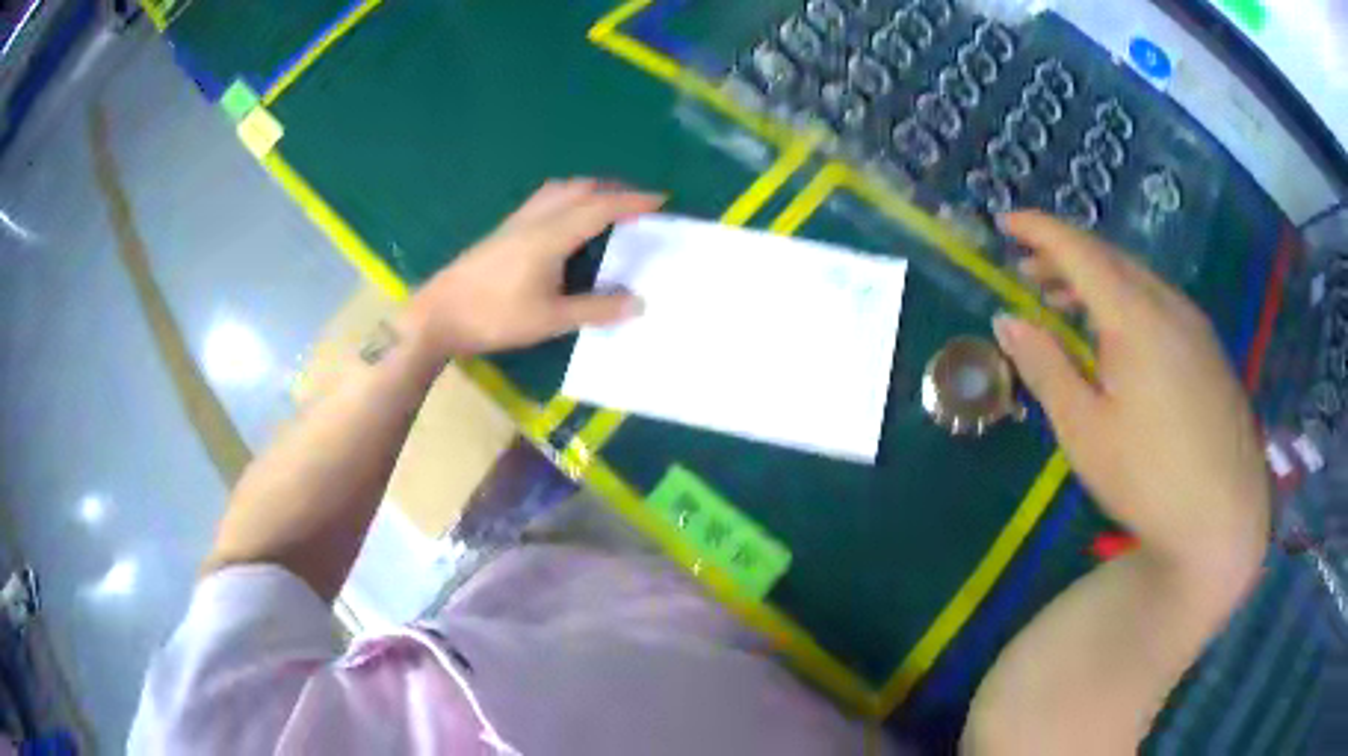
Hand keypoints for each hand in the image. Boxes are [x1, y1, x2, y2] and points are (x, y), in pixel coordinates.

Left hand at [406, 179, 664, 356]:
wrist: (439, 314)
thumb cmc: (495, 317)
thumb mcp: (550, 319)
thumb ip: (596, 309)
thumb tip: (639, 303)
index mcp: (552, 235)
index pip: (601, 207)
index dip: (633, 201)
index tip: (661, 200)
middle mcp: (536, 219)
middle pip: (581, 189)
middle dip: (614, 190)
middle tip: (639, 204)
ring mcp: (516, 222)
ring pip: (560, 190)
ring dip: (589, 190)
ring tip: (607, 205)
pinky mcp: (503, 230)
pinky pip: (544, 199)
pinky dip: (568, 198)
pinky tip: (567, 219)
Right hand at [993, 212, 1269, 579]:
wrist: (1225, 519)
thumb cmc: (1149, 479)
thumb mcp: (1086, 431)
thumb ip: (1047, 368)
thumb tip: (1006, 321)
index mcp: (1136, 317)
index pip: (1080, 251)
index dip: (1040, 230)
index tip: (1006, 221)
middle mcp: (1169, 305)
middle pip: (1111, 258)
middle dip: (1065, 255)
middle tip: (1028, 270)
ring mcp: (1195, 326)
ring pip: (1138, 280)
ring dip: (1096, 280)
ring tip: (1065, 302)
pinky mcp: (1209, 350)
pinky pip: (1160, 304)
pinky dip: (1126, 302)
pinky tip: (1117, 337)